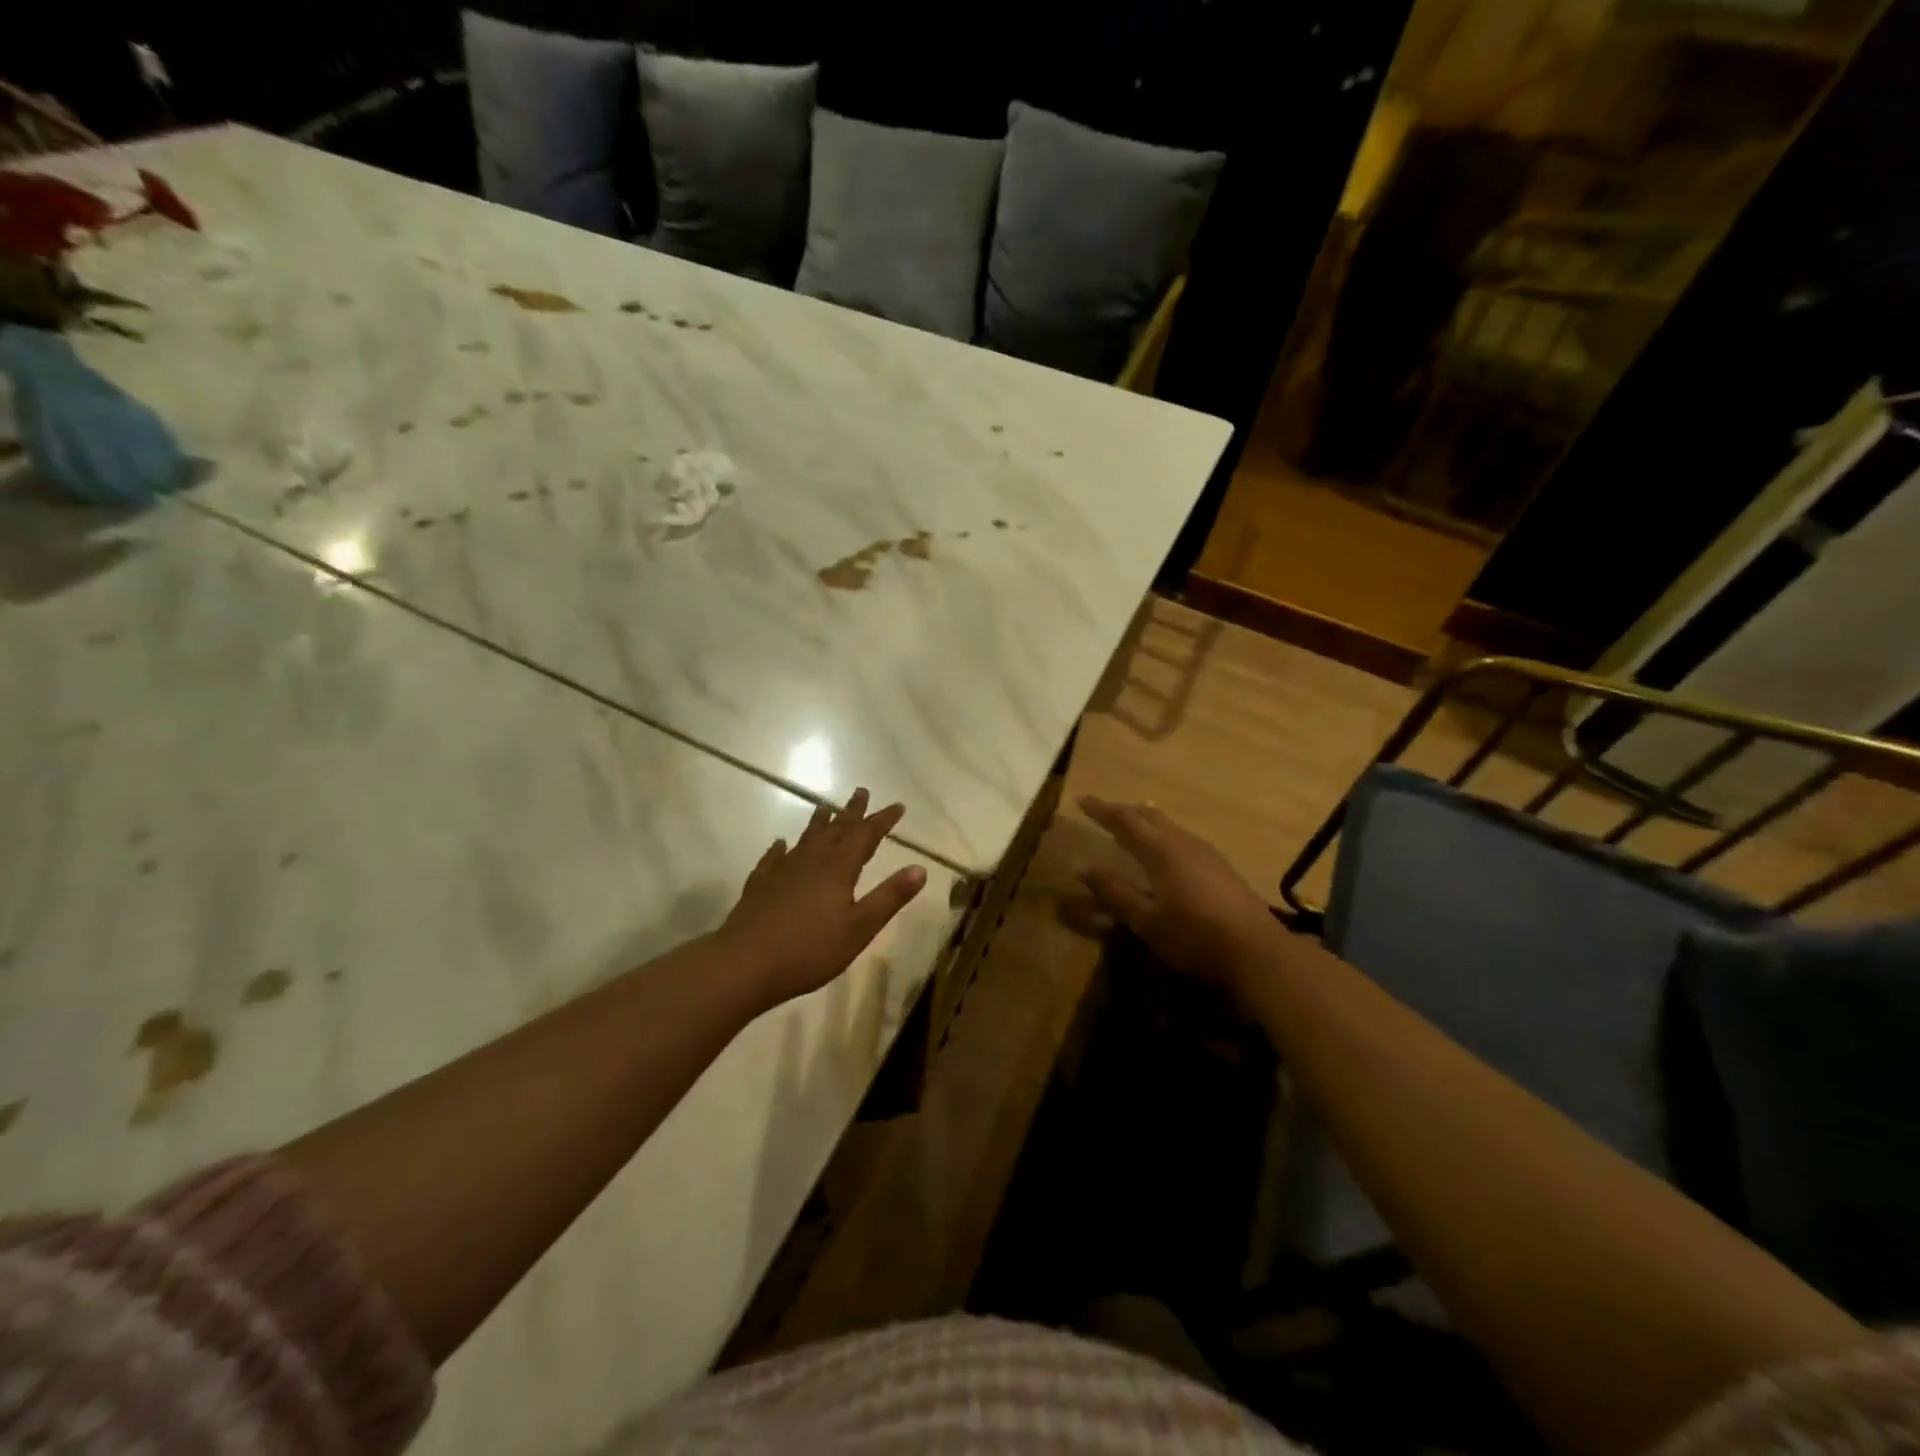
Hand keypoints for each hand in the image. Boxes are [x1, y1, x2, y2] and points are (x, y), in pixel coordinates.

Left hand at [718, 788, 927, 1007]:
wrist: (744, 963)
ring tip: (824, 806)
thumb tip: (920, 868)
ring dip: (819, 821)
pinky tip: (780, 844)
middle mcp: (811, 861)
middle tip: (861, 791)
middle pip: (835, 829)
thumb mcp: (860, 928)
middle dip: (851, 811)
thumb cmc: (809, 950)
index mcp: (838, 869)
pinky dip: (780, 848)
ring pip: (805, 838)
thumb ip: (889, 897)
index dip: (882, 820)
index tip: (898, 806)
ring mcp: (782, 871)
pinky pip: (773, 858)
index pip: (865, 836)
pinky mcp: (760, 885)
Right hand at [1079, 796, 1279, 989]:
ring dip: (1147, 822)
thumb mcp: (1146, 919)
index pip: (1124, 820)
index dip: (1102, 810)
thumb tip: (1082, 867)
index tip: (1081, 800)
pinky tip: (1167, 852)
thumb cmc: (1193, 934)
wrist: (1256, 950)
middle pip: (1150, 816)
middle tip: (1105, 812)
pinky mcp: (1221, 867)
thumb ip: (1114, 892)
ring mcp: (1206, 853)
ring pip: (1169, 826)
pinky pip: (1183, 839)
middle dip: (1125, 811)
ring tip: (1133, 827)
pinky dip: (1164, 836)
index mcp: (1161, 850)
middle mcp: (1183, 842)